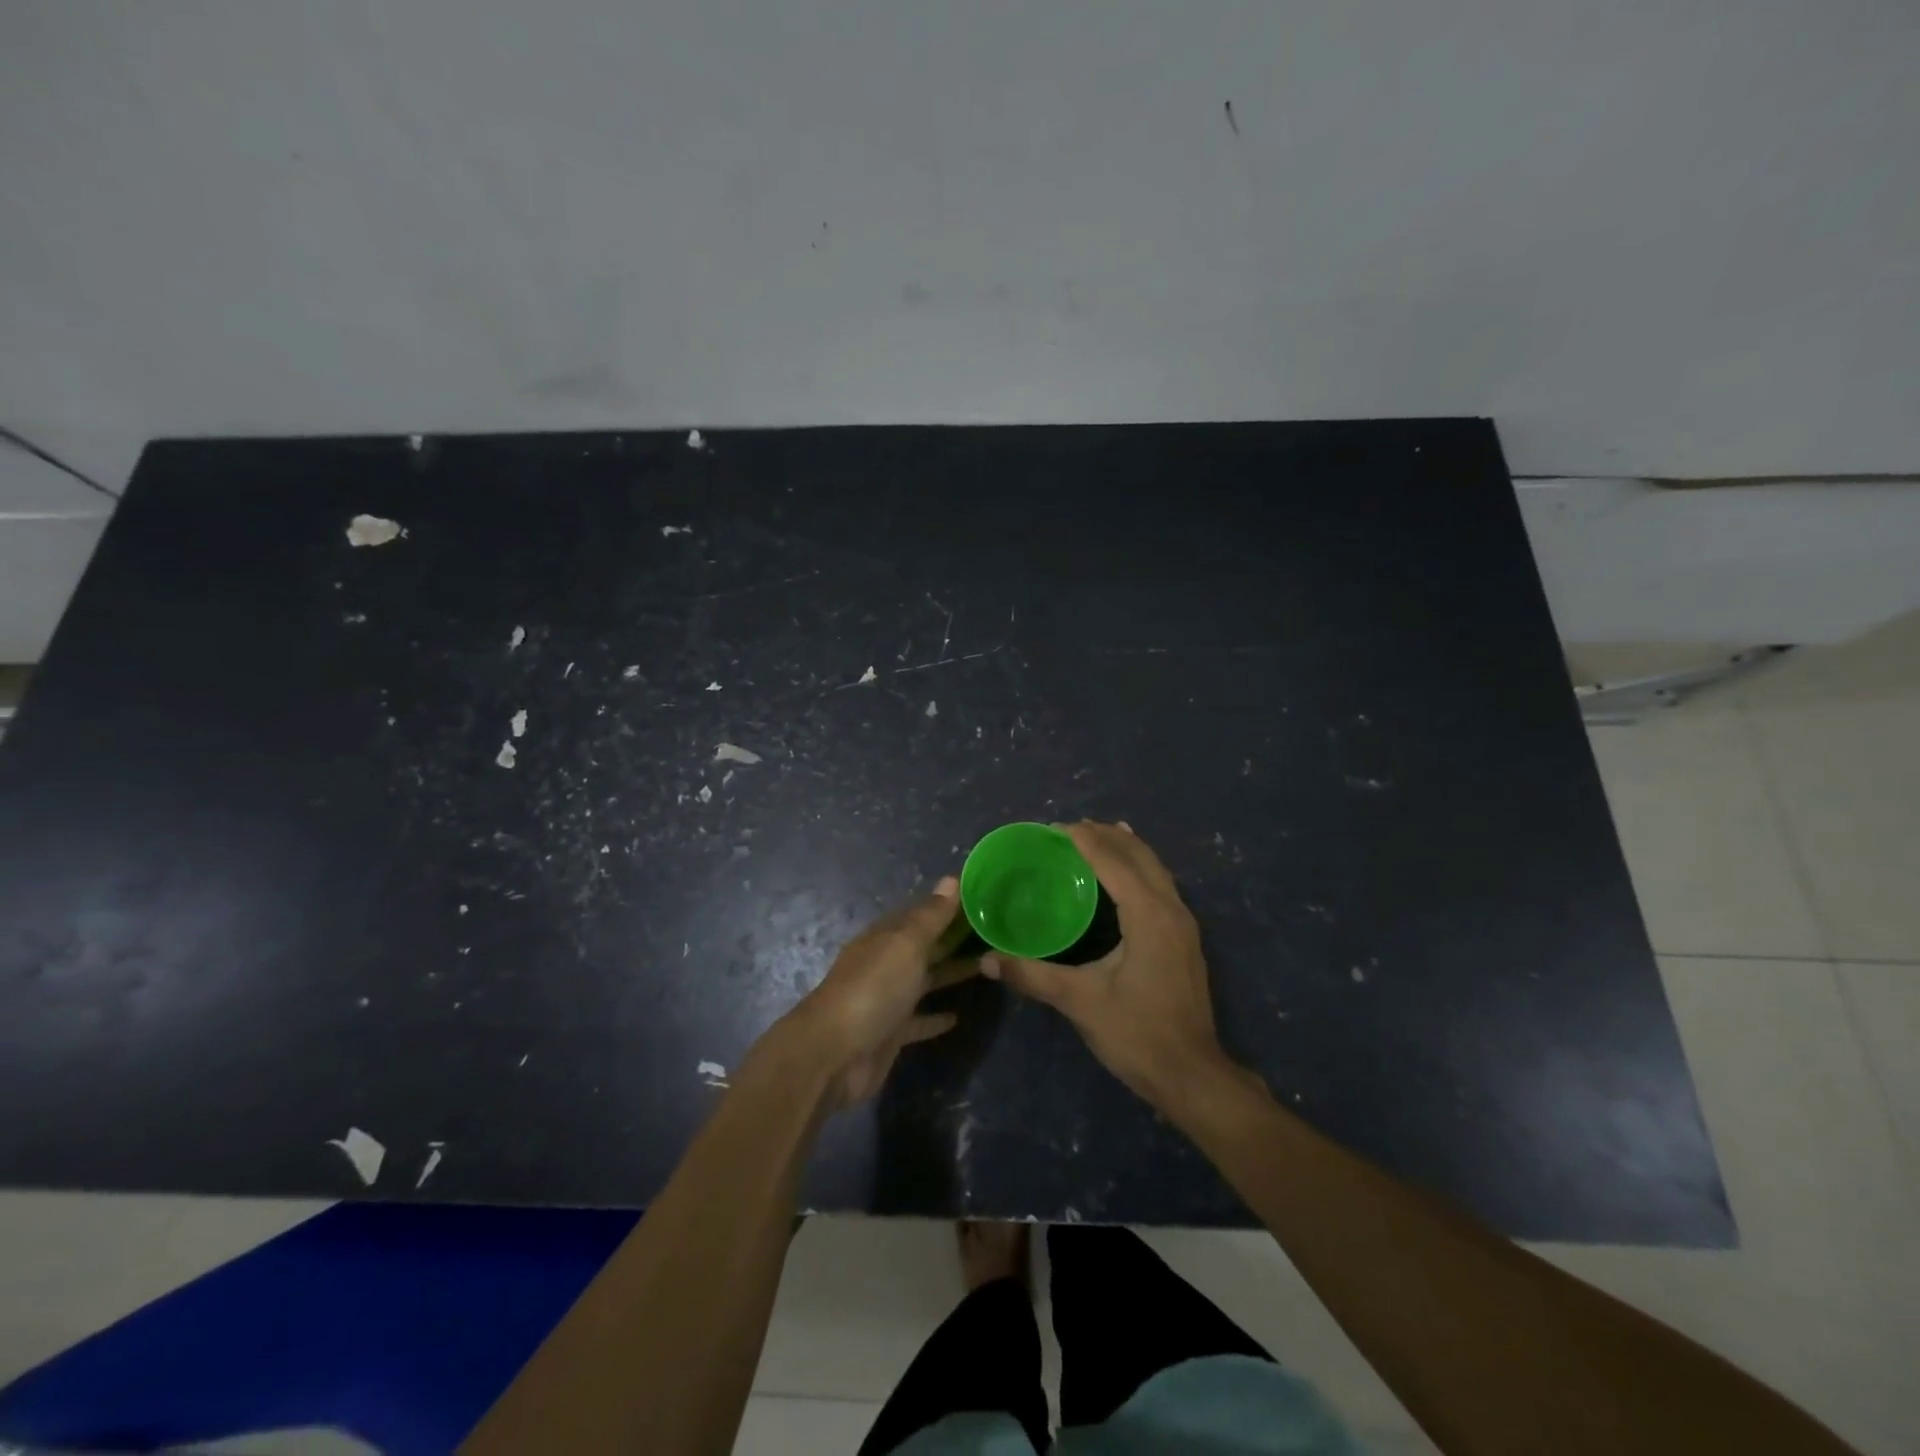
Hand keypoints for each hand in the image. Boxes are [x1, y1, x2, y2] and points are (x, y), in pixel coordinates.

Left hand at [783, 876, 974, 1106]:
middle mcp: (886, 963)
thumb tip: (952, 879)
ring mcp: (888, 999)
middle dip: (954, 938)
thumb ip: (931, 916)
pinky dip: (936, 1017)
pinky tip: (958, 1017)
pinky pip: (918, 1020)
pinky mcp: (891, 1033)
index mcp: (886, 936)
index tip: (984, 898)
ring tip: (987, 966)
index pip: (922, 913)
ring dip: (951, 973)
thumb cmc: (873, 988)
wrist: (835, 1053)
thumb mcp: (905, 944)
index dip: (950, 905)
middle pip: (926, 946)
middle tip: (995, 931)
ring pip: (925, 980)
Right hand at [980, 821, 1236, 1110]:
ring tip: (1099, 836)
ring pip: (1156, 869)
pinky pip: (1162, 886)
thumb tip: (987, 960)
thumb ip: (1033, 975)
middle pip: (1140, 856)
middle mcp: (1171, 909)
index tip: (1053, 828)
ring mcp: (1184, 924)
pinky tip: (1127, 877)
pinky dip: (1140, 868)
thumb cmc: (1137, 1034)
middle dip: (1107, 836)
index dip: (1083, 840)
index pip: (1113, 862)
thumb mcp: (1080, 1002)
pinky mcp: (1185, 940)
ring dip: (1127, 849)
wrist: (1193, 1076)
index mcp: (1148, 915)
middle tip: (1071, 829)